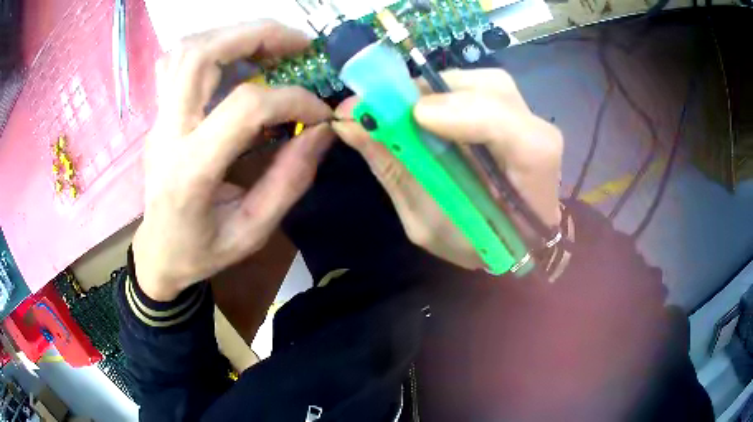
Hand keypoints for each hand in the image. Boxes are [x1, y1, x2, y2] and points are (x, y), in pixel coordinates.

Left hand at [134, 21, 332, 300]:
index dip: (292, 100)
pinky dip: (211, 46)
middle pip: (202, 55)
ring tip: (272, 45)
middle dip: (258, 36)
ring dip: (234, 35)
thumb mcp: (252, 232)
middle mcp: (167, 133)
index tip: (319, 114)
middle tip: (299, 44)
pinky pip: (177, 62)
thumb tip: (323, 131)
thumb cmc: (201, 252)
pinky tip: (236, 57)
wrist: (158, 254)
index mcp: (190, 170)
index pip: (244, 107)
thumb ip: (290, 180)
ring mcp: (158, 119)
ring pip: (187, 50)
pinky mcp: (159, 115)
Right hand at [333, 69, 561, 270]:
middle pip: (497, 92)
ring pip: (486, 82)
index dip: (471, 115)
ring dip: (435, 89)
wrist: (509, 240)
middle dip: (435, 91)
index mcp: (532, 189)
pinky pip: (479, 88)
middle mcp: (539, 144)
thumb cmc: (471, 243)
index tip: (415, 117)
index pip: (523, 141)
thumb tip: (350, 124)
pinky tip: (421, 111)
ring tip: (399, 110)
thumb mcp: (426, 223)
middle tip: (384, 104)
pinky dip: (442, 93)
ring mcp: (530, 122)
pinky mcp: (516, 113)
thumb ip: (395, 172)